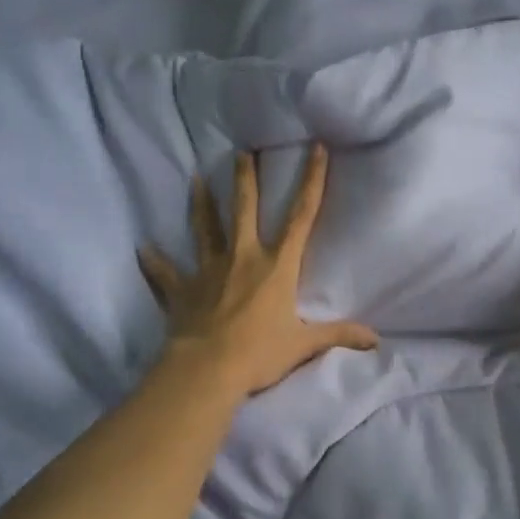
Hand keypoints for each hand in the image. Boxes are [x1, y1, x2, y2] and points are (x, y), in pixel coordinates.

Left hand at [139, 144, 378, 397]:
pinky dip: (154, 262)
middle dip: (245, 179)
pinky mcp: (181, 289)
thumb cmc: (259, 354)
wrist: (207, 369)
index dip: (311, 181)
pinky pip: (164, 273)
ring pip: (204, 229)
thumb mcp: (304, 345)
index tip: (315, 149)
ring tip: (196, 179)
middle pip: (245, 210)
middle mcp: (243, 258)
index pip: (301, 217)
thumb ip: (339, 336)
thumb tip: (376, 340)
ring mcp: (208, 271)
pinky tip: (143, 249)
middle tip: (241, 152)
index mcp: (277, 267)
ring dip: (201, 203)